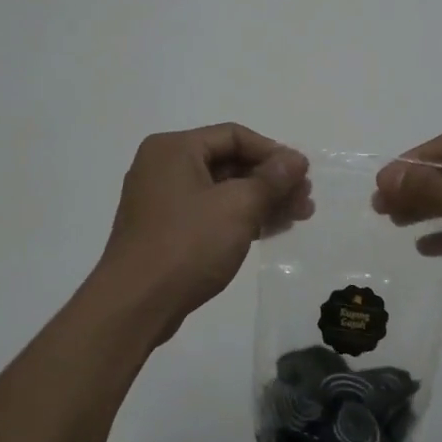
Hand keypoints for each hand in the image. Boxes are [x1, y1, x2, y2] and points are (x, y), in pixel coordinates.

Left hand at [95, 124, 312, 339]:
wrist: (135, 304)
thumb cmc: (187, 245)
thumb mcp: (238, 207)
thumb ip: (271, 179)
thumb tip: (296, 159)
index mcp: (174, 149)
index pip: (234, 136)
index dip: (273, 152)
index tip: (303, 175)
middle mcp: (163, 167)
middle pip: (229, 162)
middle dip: (271, 180)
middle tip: (306, 200)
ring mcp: (161, 200)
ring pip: (222, 190)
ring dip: (261, 201)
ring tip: (298, 217)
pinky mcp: (164, 230)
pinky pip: (209, 213)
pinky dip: (239, 218)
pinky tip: (269, 230)